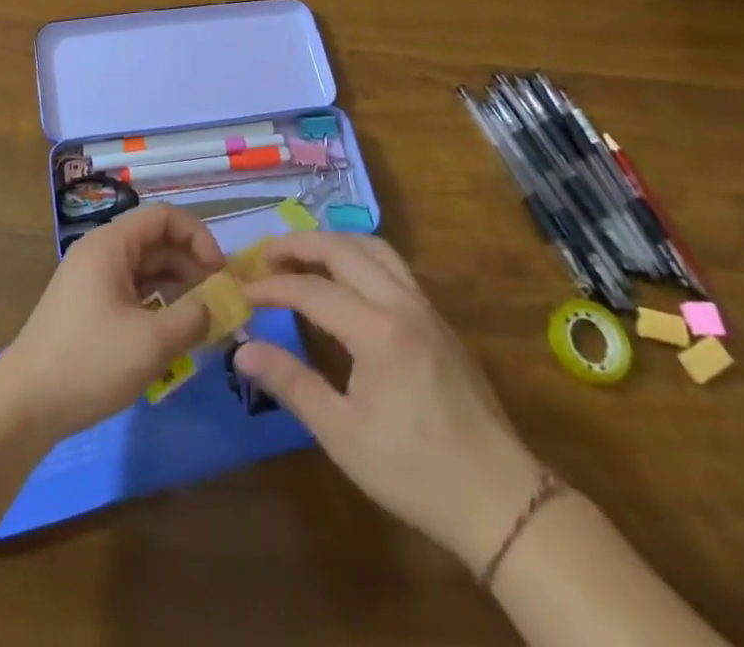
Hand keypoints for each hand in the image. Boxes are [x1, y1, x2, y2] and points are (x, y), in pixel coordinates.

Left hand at [0, 204, 224, 438]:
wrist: (24, 405)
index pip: (164, 216)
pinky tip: (174, 334)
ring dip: (177, 287)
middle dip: (191, 265)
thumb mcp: (151, 342)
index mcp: (110, 244)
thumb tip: (219, 305)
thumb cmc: (89, 362)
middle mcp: (100, 252)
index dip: (198, 236)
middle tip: (219, 300)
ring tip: (203, 319)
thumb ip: (193, 318)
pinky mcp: (88, 308)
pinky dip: (157, 304)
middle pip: (156, 241)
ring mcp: (92, 280)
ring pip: (145, 269)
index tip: (220, 272)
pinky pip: (132, 291)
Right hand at [232, 231, 544, 567]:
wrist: (501, 500)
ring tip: (301, 258)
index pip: (312, 289)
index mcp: (377, 330)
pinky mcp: (439, 320)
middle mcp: (402, 303)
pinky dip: (359, 258)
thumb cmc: (415, 472)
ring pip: (373, 248)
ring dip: (332, 244)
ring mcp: (426, 308)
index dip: (272, 286)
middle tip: (264, 257)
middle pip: (343, 249)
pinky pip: (393, 266)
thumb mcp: (342, 434)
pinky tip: (345, 281)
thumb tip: (242, 351)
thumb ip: (291, 383)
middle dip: (299, 245)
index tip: (242, 290)